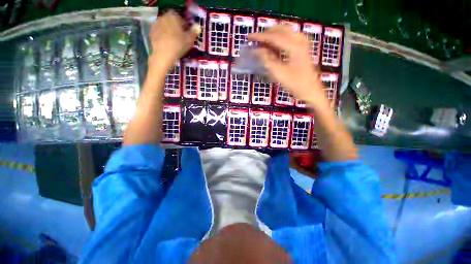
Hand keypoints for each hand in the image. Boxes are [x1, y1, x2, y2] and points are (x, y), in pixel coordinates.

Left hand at [149, 10, 197, 66]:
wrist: (163, 55)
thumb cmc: (178, 45)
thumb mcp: (190, 40)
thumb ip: (194, 32)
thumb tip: (196, 27)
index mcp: (173, 16)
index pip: (181, 19)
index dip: (185, 27)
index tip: (188, 35)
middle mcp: (163, 17)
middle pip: (172, 22)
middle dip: (177, 28)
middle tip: (181, 38)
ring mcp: (156, 24)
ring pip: (166, 27)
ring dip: (170, 32)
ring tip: (174, 42)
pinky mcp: (151, 32)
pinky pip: (160, 33)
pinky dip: (163, 37)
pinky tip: (167, 45)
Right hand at [248, 26, 325, 106]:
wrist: (311, 90)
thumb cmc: (296, 84)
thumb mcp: (279, 73)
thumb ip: (268, 60)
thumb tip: (257, 51)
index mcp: (294, 46)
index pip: (274, 37)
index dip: (260, 37)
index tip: (249, 37)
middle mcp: (299, 40)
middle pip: (281, 29)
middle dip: (267, 33)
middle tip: (256, 39)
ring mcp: (303, 43)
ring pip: (286, 32)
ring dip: (274, 35)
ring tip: (263, 41)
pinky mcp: (303, 49)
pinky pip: (290, 37)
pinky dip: (280, 39)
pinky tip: (275, 45)